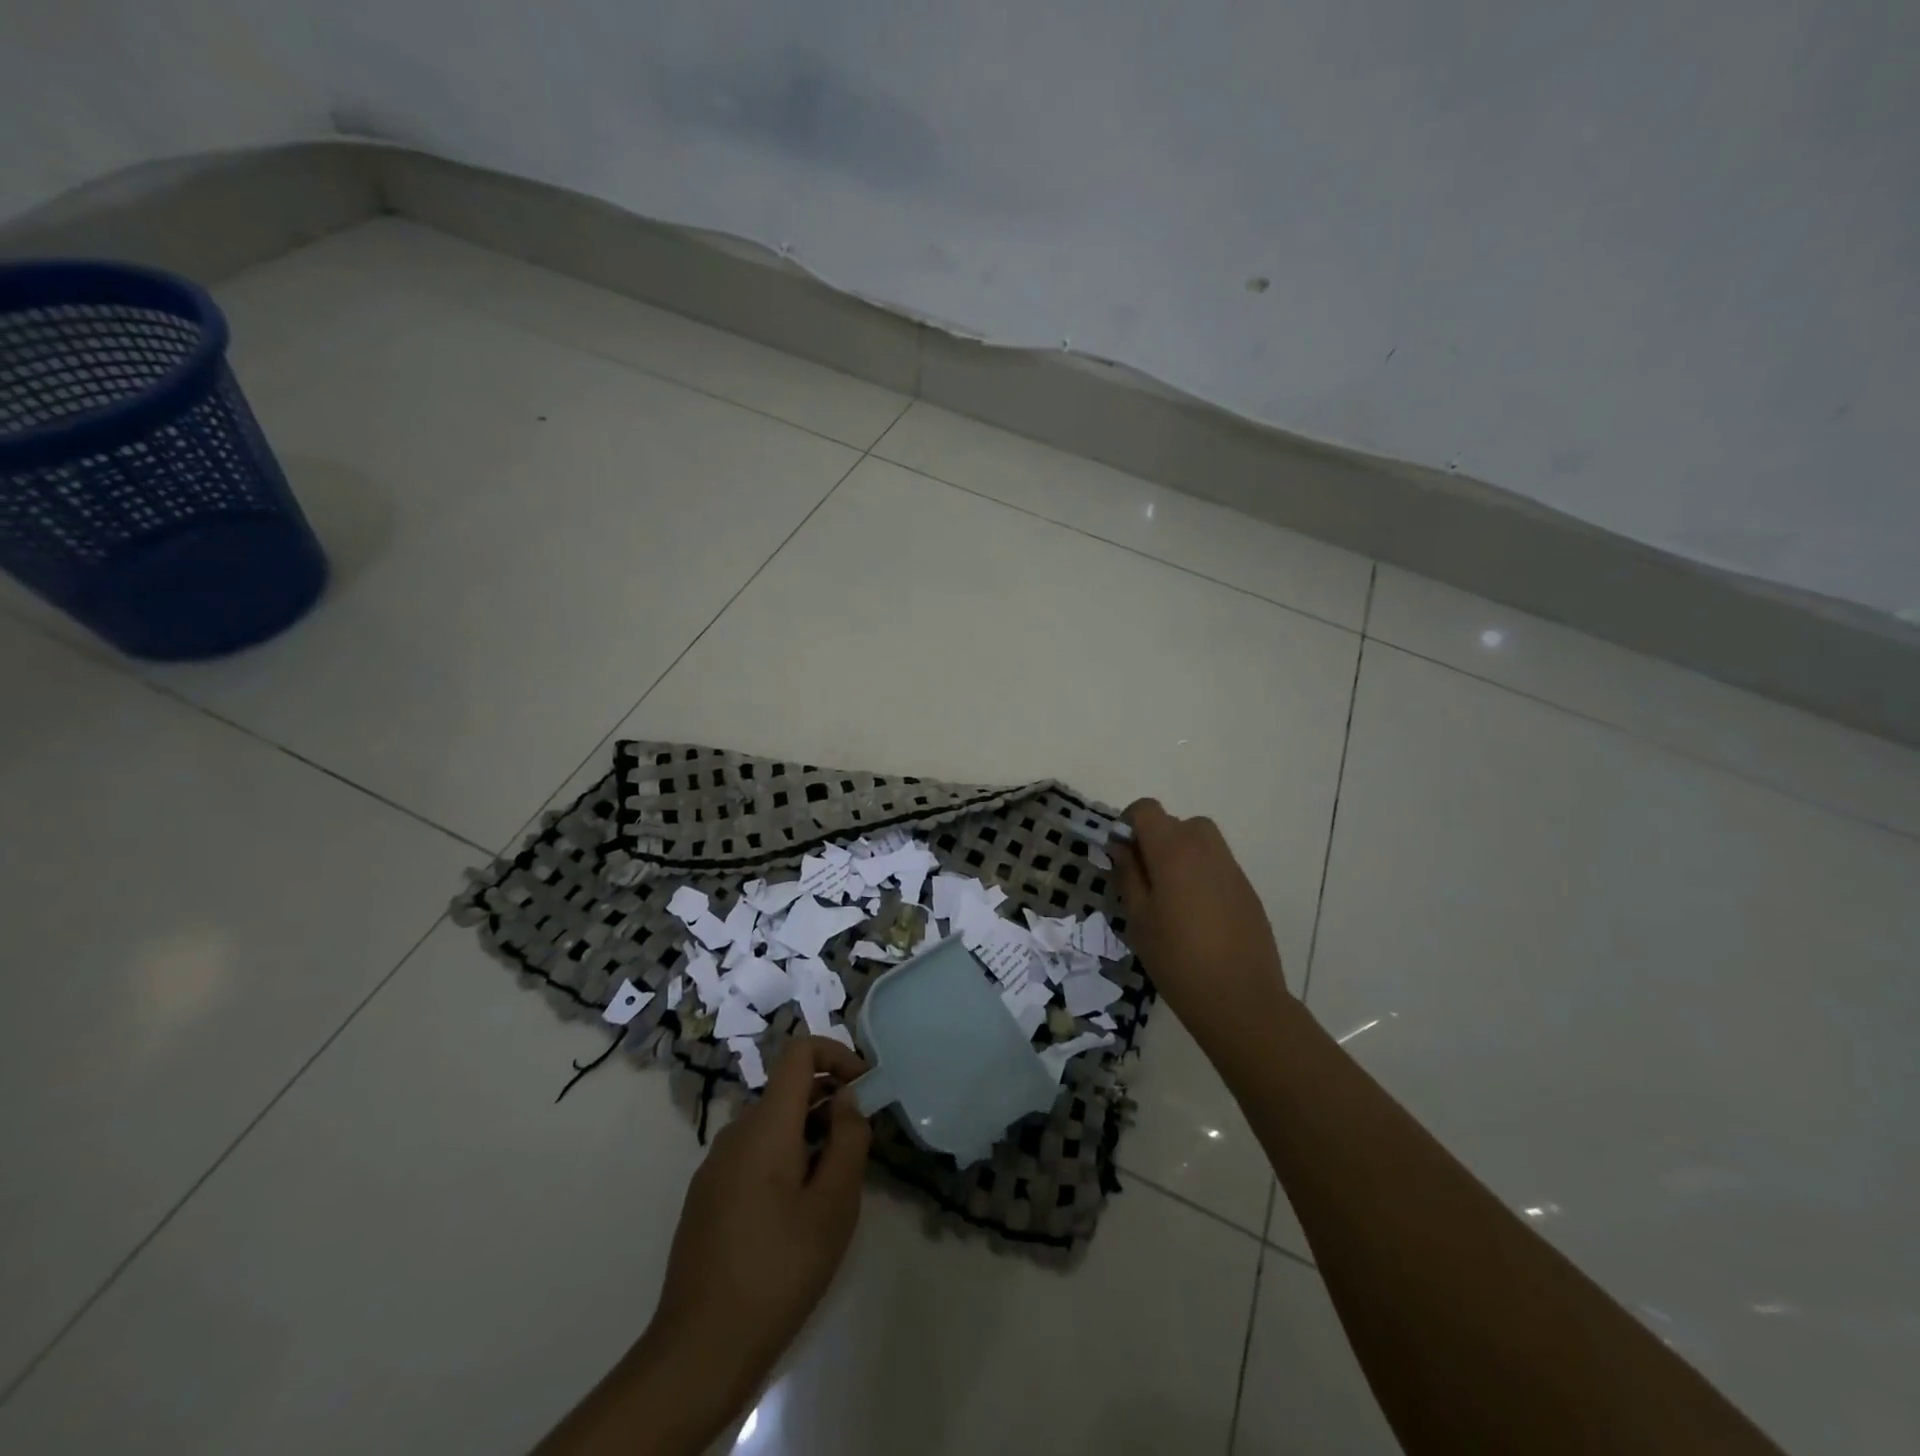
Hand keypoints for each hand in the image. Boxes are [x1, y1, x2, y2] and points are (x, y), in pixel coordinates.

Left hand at [648, 1037, 871, 1419]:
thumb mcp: (833, 1206)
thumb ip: (848, 1140)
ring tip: (832, 1188)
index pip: (799, 1052)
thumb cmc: (778, 1271)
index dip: (836, 1055)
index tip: (864, 1088)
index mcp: (765, 1125)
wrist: (699, 1351)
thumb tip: (848, 1099)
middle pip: (788, 1090)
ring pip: (772, 1125)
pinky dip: (784, 1159)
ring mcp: (715, 1165)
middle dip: (829, 1103)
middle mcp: (736, 1132)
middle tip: (859, 1148)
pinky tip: (796, 1214)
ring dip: (809, 1135)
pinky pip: (753, 1154)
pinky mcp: (707, 1196)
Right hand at [1116, 799, 1291, 1058]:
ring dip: (1180, 855)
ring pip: (1200, 842)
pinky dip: (1201, 875)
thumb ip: (1128, 874)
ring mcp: (1231, 868)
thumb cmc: (1176, 958)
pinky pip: (1217, 866)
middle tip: (1144, 879)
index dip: (1128, 823)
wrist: (1240, 999)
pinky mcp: (1247, 890)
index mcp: (1173, 850)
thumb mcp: (1138, 918)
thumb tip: (1121, 846)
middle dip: (1155, 840)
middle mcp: (1206, 848)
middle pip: (1176, 822)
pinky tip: (1196, 916)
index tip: (1120, 854)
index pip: (1146, 809)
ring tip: (1169, 897)